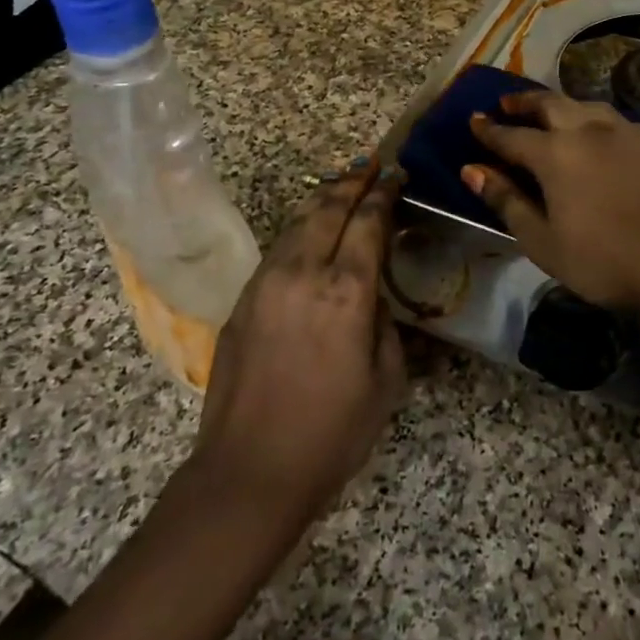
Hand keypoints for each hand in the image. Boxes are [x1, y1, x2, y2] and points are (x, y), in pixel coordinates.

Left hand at [188, 163, 405, 529]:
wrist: (248, 472)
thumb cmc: (332, 433)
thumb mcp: (386, 381)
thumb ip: (386, 326)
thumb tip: (374, 298)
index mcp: (346, 291)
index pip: (368, 221)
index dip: (384, 193)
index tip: (396, 175)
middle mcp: (303, 273)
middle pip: (328, 208)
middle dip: (353, 182)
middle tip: (371, 167)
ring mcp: (265, 283)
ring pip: (297, 222)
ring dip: (323, 199)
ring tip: (341, 186)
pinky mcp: (242, 301)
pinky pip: (277, 248)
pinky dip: (299, 228)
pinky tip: (308, 231)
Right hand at [463, 91, 639, 312]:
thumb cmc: (602, 259)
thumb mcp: (542, 240)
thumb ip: (506, 201)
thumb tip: (472, 170)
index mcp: (554, 154)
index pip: (511, 135)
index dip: (489, 129)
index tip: (473, 119)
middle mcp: (587, 130)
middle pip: (549, 104)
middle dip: (524, 101)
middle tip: (508, 102)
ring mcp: (626, 132)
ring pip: (587, 106)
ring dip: (563, 105)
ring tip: (554, 111)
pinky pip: (622, 121)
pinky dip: (603, 122)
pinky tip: (607, 134)